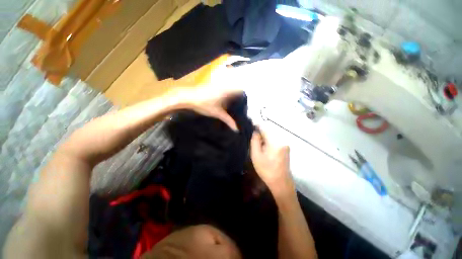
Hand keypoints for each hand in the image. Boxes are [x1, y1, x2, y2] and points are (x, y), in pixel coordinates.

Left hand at [171, 85, 242, 130]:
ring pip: (231, 86)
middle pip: (237, 87)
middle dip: (242, 93)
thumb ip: (228, 120)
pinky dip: (229, 92)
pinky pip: (225, 87)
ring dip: (236, 92)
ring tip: (241, 100)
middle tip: (247, 101)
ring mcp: (219, 84)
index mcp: (227, 91)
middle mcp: (225, 86)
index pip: (241, 88)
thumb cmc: (204, 105)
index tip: (251, 99)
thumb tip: (237, 129)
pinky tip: (230, 98)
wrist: (188, 97)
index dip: (247, 92)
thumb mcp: (218, 114)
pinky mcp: (214, 85)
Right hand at [250, 129, 294, 196]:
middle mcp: (282, 140)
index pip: (264, 128)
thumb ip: (255, 141)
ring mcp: (285, 145)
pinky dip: (269, 143)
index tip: (251, 127)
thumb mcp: (256, 155)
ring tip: (259, 147)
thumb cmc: (266, 169)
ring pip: (272, 137)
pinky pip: (275, 141)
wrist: (281, 183)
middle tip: (254, 142)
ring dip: (265, 139)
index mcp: (274, 141)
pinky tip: (266, 151)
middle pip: (268, 132)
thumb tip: (255, 132)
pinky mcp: (286, 149)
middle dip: (260, 135)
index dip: (257, 126)